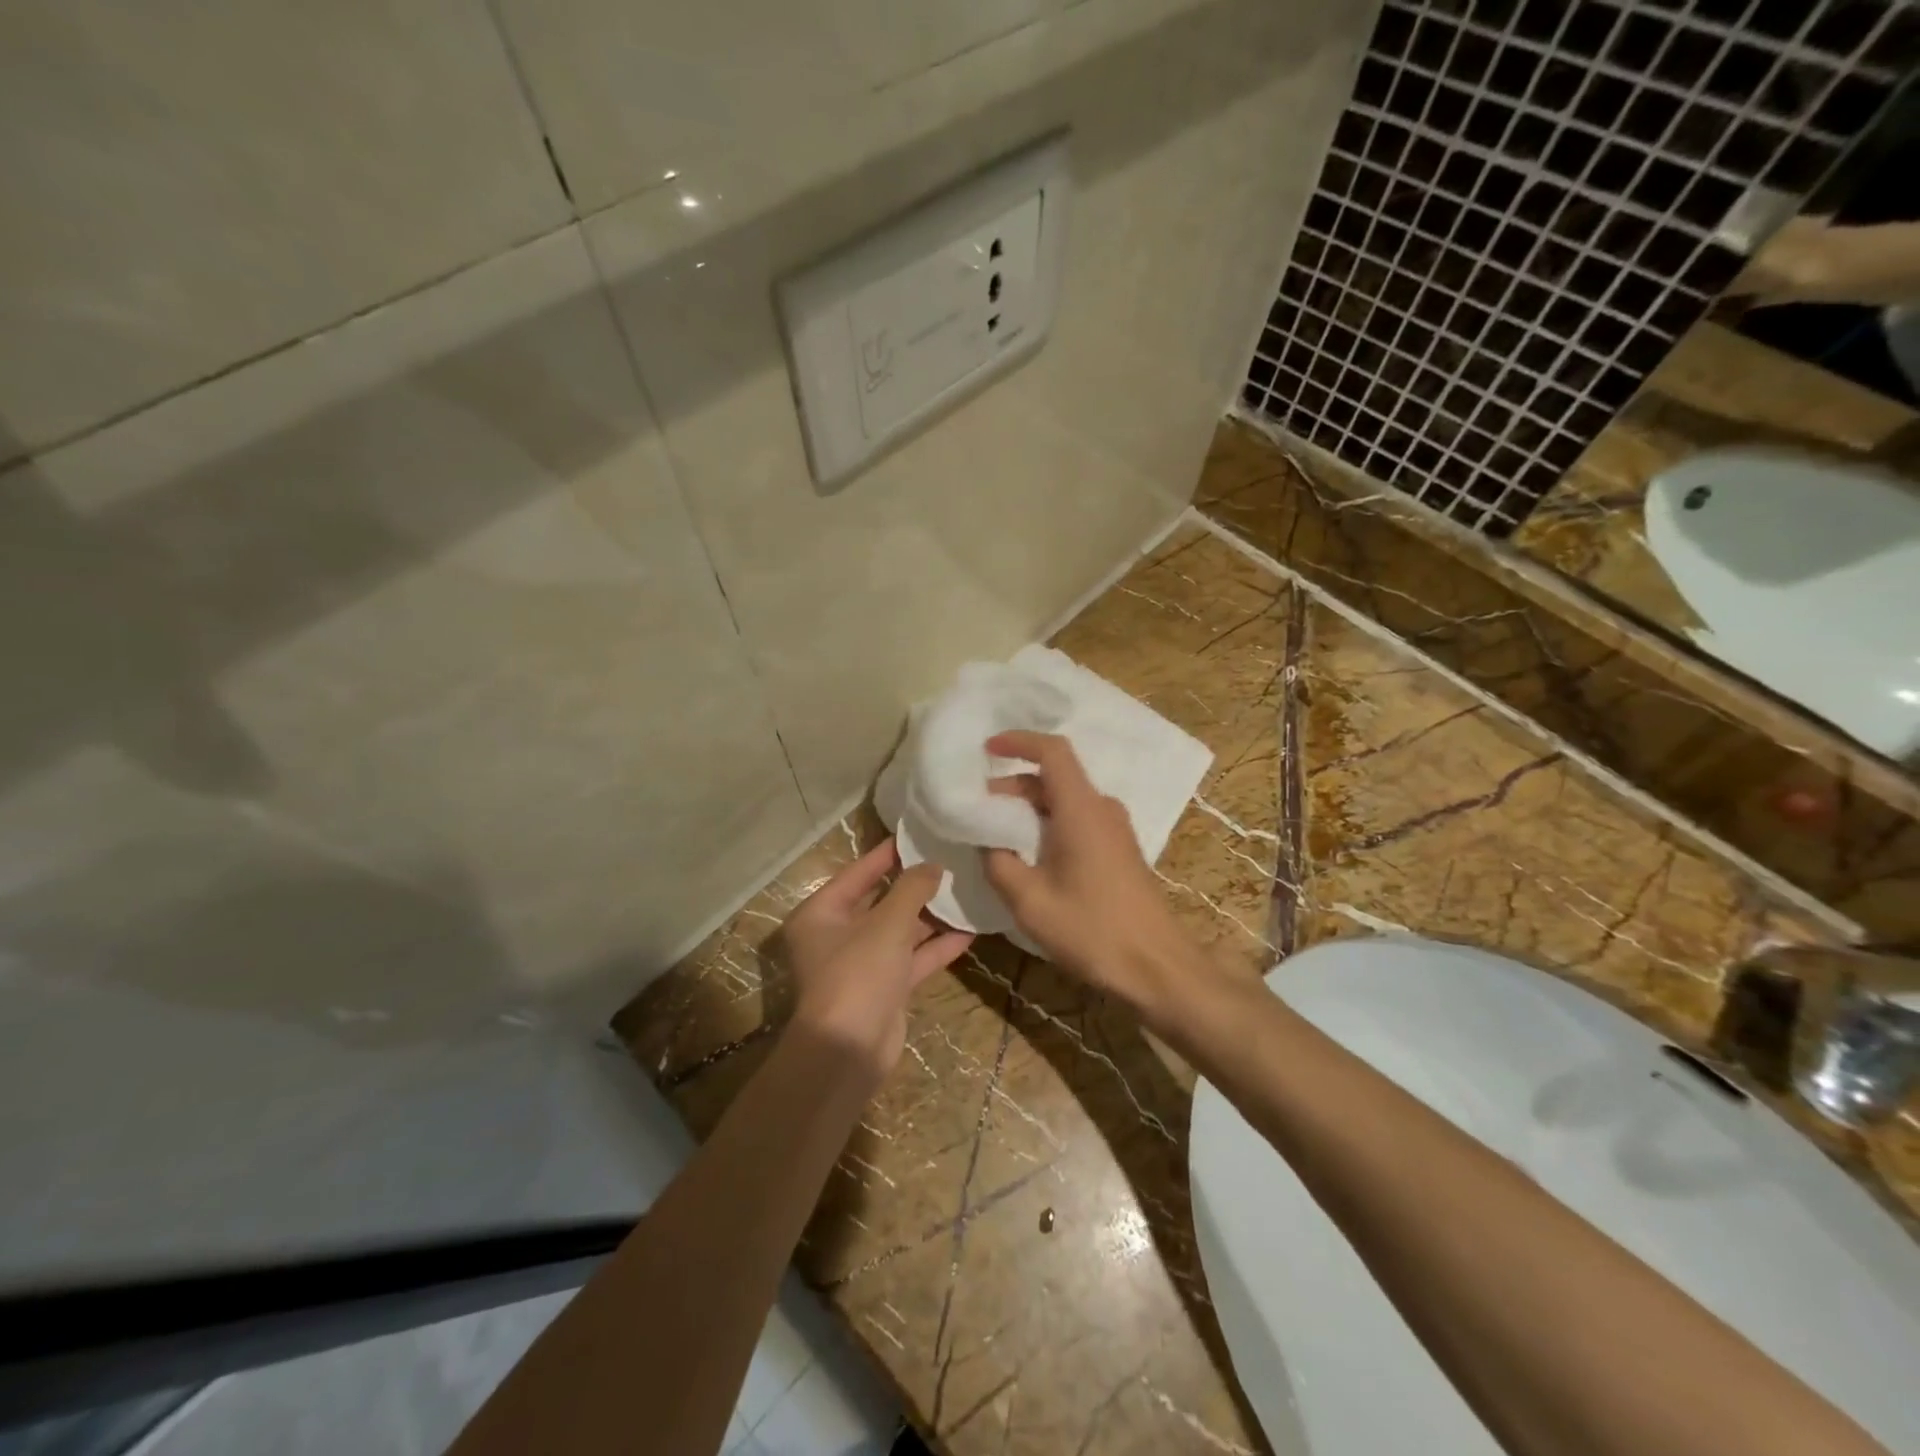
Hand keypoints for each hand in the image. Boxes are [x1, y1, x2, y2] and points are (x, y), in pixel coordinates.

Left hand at [781, 837, 972, 1079]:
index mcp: (821, 913)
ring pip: (900, 931)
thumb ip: (912, 889)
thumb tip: (933, 864)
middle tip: (949, 860)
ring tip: (964, 890)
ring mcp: (862, 964)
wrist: (849, 1052)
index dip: (888, 853)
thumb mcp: (887, 923)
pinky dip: (936, 947)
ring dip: (930, 916)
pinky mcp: (885, 988)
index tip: (918, 834)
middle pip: (880, 901)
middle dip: (914, 885)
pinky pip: (912, 959)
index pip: (857, 872)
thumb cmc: (858, 973)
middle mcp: (837, 935)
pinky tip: (969, 931)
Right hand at [978, 731, 1198, 1024]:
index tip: (987, 748)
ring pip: (1065, 800)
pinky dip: (1048, 823)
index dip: (1019, 741)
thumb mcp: (1030, 901)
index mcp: (1081, 809)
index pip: (1053, 751)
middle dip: (1013, 784)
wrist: (1157, 967)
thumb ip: (999, 863)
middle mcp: (1102, 808)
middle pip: (1055, 776)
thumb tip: (986, 842)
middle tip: (978, 807)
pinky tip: (1028, 853)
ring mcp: (1115, 829)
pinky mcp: (1119, 849)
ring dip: (1029, 807)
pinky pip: (1077, 819)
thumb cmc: (1092, 930)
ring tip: (995, 833)